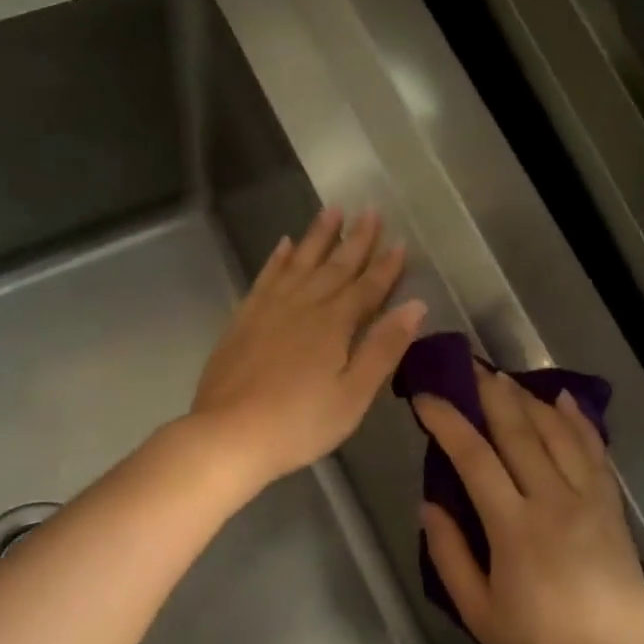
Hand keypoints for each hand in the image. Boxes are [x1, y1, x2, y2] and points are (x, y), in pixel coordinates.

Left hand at [191, 207, 426, 490]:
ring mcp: (269, 309)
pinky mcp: (243, 319)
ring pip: (299, 263)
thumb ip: (383, 348)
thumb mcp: (353, 395)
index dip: (386, 266)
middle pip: (335, 266)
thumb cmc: (300, 423)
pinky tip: (284, 246)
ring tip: (332, 211)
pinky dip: (277, 260)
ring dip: (317, 237)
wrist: (229, 434)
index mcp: (334, 324)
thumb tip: (415, 306)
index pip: (367, 287)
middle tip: (370, 210)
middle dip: (355, 239)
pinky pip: (265, 277)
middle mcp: (303, 306)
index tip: (400, 241)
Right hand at [414, 368, 643, 643]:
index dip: (448, 422)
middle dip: (489, 393)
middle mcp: (554, 501)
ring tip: (504, 376)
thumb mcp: (477, 611)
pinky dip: (578, 421)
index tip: (425, 398)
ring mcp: (589, 501)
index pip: (474, 458)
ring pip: (557, 433)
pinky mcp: (611, 508)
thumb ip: (449, 554)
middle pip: (519, 432)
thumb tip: (431, 503)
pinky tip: (563, 398)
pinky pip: (594, 452)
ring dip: (528, 398)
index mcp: (515, 528)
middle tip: (466, 364)